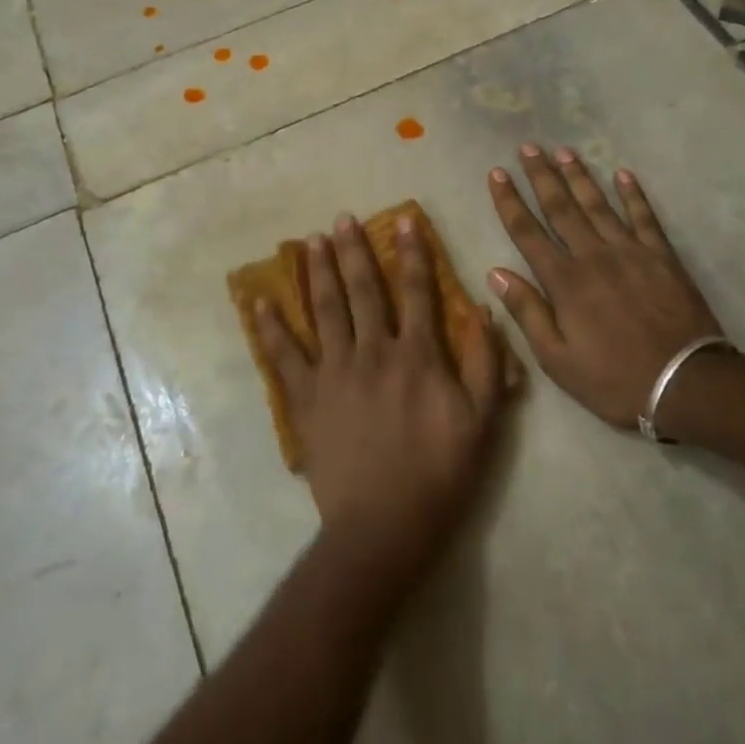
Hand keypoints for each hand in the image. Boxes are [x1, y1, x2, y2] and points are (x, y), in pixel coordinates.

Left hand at [254, 213, 508, 588]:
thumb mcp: (481, 422)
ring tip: (311, 241)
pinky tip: (260, 302)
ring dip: (318, 272)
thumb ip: (484, 364)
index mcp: (416, 355)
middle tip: (343, 218)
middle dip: (354, 251)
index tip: (403, 219)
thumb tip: (484, 310)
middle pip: (362, 291)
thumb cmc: (439, 475)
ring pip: (324, 310)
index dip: (412, 253)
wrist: (383, 525)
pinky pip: (284, 356)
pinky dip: (270, 328)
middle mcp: (373, 352)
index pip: (417, 291)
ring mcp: (334, 373)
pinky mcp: (306, 398)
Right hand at [487, 146, 726, 428]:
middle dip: (542, 176)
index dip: (509, 201)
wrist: (686, 384)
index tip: (496, 174)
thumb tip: (496, 273)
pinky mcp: (662, 256)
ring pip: (599, 205)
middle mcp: (593, 256)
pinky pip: (644, 217)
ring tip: (564, 151)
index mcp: (564, 282)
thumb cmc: (613, 378)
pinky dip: (634, 194)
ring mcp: (630, 252)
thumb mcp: (557, 359)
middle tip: (529, 147)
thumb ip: (527, 312)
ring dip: (580, 176)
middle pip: (561, 208)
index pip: (527, 232)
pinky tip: (623, 174)